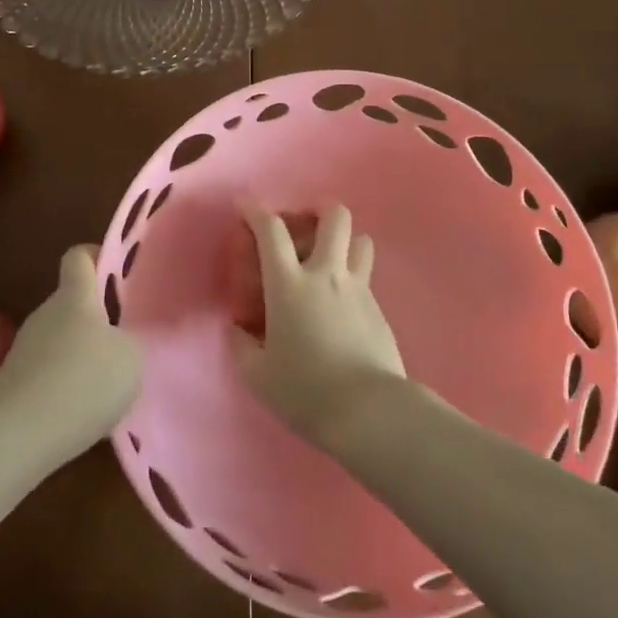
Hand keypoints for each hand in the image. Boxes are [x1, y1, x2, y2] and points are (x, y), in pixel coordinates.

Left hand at [0, 246, 142, 466]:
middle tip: (123, 343)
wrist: (14, 438)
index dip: (98, 257)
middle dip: (97, 319)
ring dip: (80, 356)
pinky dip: (64, 387)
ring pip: (60, 340)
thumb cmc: (82, 383)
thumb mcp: (130, 359)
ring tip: (105, 387)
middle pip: (72, 303)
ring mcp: (24, 349)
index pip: (79, 256)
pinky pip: (46, 373)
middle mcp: (45, 314)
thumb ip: (128, 342)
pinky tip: (80, 413)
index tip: (119, 274)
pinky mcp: (11, 384)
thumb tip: (118, 342)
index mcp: (74, 297)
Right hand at [232, 203, 406, 447]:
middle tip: (306, 226)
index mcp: (289, 284)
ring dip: (345, 242)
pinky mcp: (379, 310)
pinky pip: (366, 278)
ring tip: (331, 261)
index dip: (255, 211)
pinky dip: (353, 280)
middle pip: (334, 217)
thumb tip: (239, 329)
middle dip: (320, 211)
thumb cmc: (305, 391)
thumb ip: (242, 345)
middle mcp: (326, 274)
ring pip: (361, 241)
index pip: (271, 231)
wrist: (368, 411)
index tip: (245, 206)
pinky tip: (343, 307)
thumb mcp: (258, 374)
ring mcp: (358, 289)